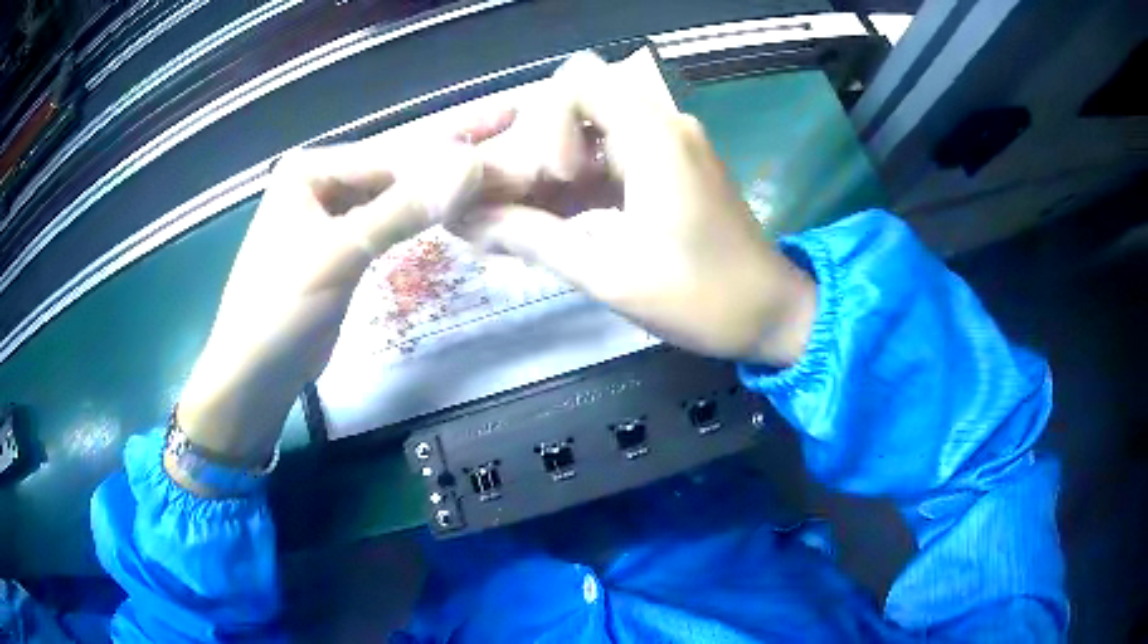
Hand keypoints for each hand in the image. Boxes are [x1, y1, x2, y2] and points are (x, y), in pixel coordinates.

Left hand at [178, 135, 482, 466]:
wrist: (255, 372)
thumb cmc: (282, 308)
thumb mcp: (339, 255)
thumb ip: (402, 210)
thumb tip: (470, 166)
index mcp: (311, 169)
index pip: (392, 154)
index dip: (450, 151)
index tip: (507, 140)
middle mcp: (322, 180)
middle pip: (397, 167)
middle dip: (452, 155)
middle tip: (510, 126)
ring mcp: (333, 213)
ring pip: (397, 193)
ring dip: (442, 187)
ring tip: (496, 169)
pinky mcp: (344, 244)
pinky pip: (391, 221)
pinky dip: (423, 216)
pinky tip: (456, 205)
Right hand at [448, 50, 815, 363]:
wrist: (771, 315)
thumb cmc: (702, 298)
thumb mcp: (610, 274)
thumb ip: (534, 240)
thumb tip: (469, 223)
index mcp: (654, 137)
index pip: (578, 79)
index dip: (548, 121)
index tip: (556, 177)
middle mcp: (663, 126)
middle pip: (580, 102)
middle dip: (541, 146)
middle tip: (527, 201)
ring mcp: (670, 147)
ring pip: (593, 131)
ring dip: (557, 170)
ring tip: (533, 221)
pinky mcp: (673, 170)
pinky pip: (614, 157)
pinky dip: (581, 184)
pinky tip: (560, 225)